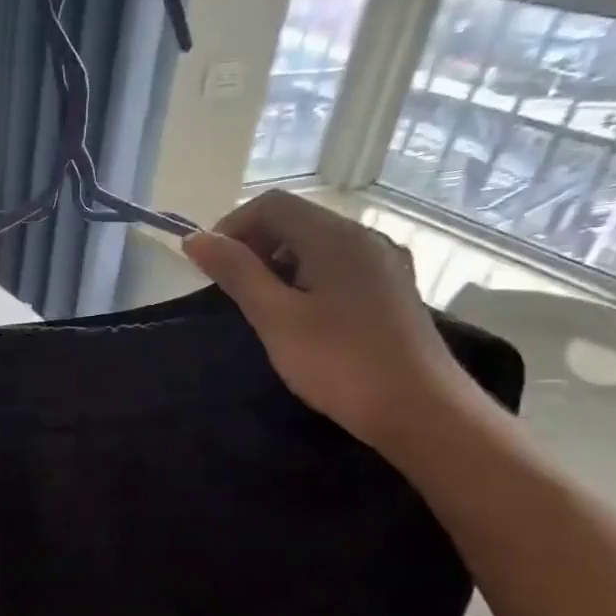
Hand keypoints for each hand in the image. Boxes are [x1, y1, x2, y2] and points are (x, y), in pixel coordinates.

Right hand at [183, 190, 471, 453]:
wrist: (421, 411)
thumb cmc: (340, 362)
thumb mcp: (276, 318)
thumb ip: (236, 273)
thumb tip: (194, 238)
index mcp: (335, 236)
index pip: (272, 204)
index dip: (231, 227)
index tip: (208, 268)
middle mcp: (364, 238)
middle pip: (296, 220)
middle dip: (254, 246)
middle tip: (230, 291)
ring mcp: (384, 265)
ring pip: (317, 246)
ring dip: (278, 265)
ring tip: (261, 308)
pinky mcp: (392, 292)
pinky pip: (338, 268)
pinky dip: (306, 280)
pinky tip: (300, 319)